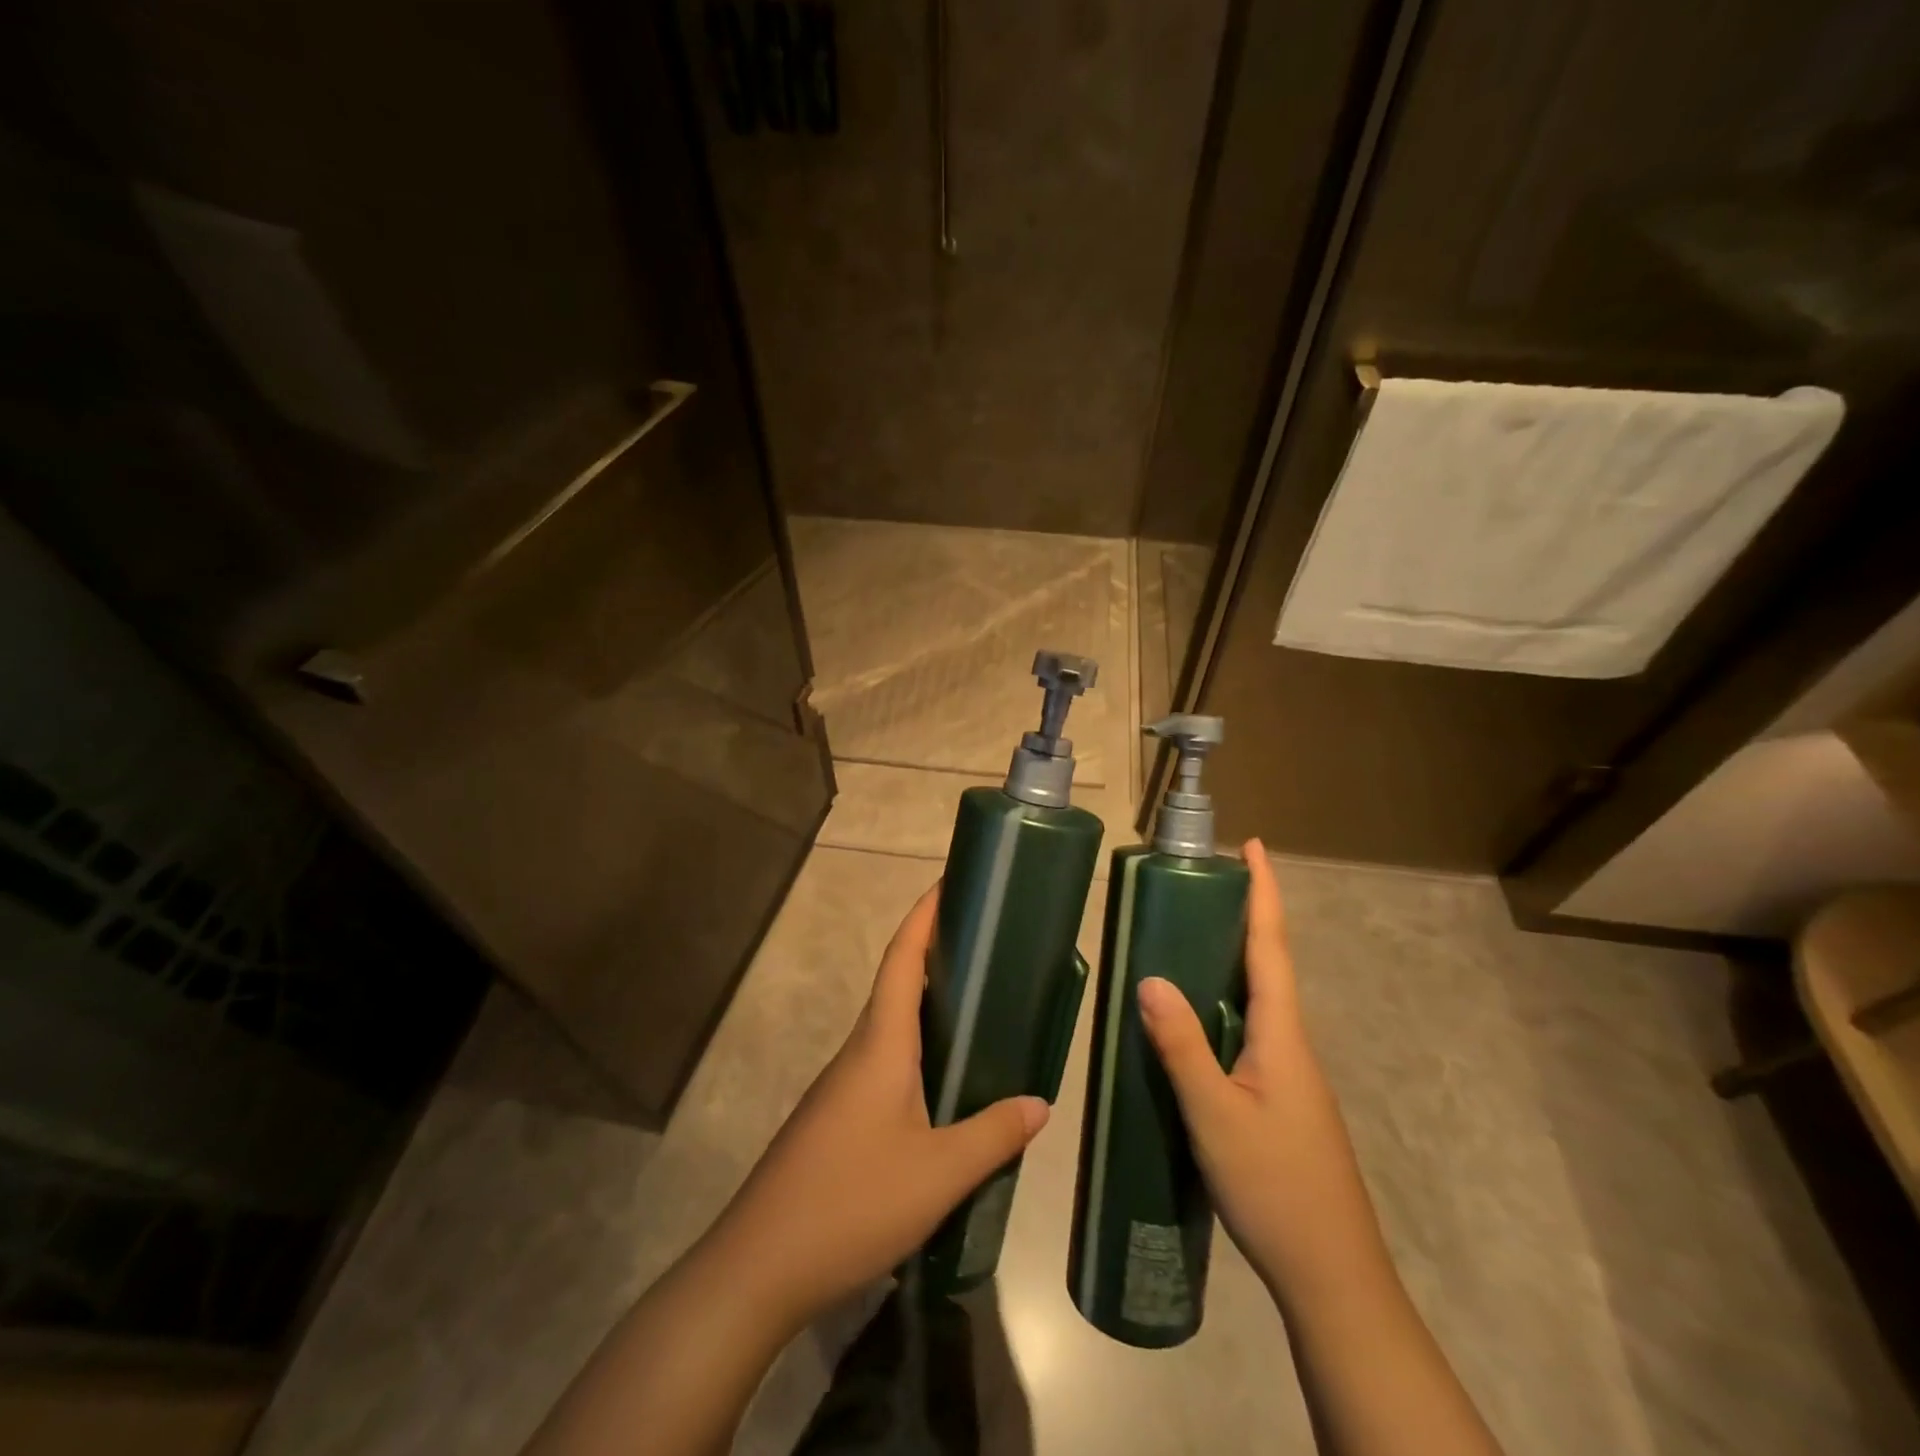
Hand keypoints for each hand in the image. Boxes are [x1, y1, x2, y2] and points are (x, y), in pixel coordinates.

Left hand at [710, 882, 1048, 1328]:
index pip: (901, 959)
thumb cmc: (851, 1202)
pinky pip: (885, 1064)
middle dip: (934, 953)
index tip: (948, 883)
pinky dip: (917, 1049)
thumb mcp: (939, 1174)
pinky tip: (944, 1081)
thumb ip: (993, 1134)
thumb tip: (1040, 1102)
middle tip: (984, 943)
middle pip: (895, 984)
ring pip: (890, 1027)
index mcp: (880, 1045)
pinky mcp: (837, 1118)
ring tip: (976, 1004)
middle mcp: (859, 1052)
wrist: (760, 1265)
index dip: (923, 916)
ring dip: (926, 1004)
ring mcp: (843, 1086)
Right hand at [1136, 839, 1384, 1299]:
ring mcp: (1288, 1074)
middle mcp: (1291, 1044)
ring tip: (1189, 937)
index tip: (1255, 846)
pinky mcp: (1279, 1099)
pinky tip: (1193, 1020)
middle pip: (1268, 965)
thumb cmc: (1275, 1187)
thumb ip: (1182, 1046)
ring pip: (1257, 1001)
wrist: (1331, 1276)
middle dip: (1245, 917)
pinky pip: (1247, 1032)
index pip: (1272, 947)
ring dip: (1232, 960)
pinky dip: (1223, 1005)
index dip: (1264, 893)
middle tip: (1205, 883)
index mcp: (1282, 1035)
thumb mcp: (1215, 1115)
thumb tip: (1151, 977)